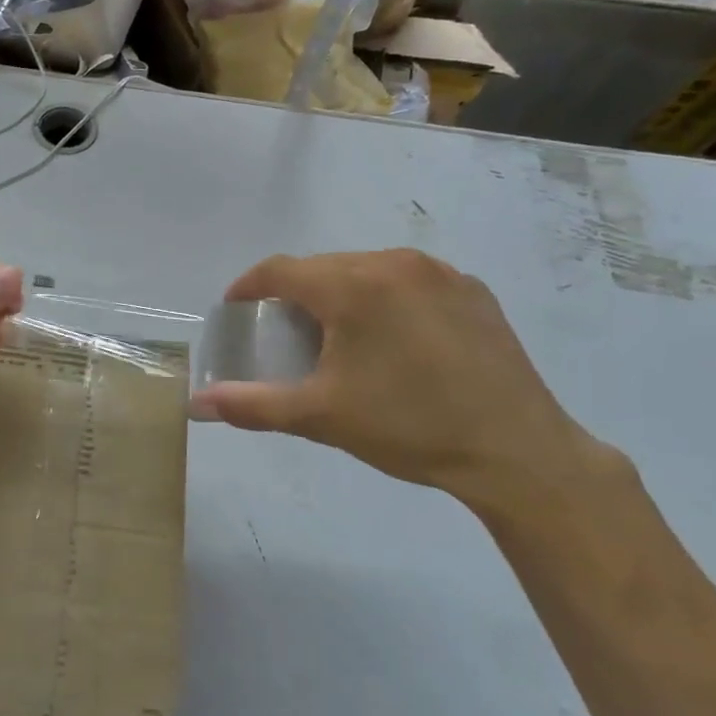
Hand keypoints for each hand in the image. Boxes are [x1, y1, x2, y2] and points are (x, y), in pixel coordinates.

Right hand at [191, 250, 628, 515]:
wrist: (517, 452)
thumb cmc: (409, 428)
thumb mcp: (321, 417)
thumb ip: (253, 405)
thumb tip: (197, 405)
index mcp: (354, 285)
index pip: (281, 270)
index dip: (249, 287)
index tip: (235, 309)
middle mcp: (395, 263)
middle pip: (324, 267)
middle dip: (296, 294)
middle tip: (285, 333)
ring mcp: (440, 273)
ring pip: (367, 271)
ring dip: (341, 294)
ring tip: (338, 336)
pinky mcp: (472, 290)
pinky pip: (409, 281)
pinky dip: (385, 298)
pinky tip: (393, 339)